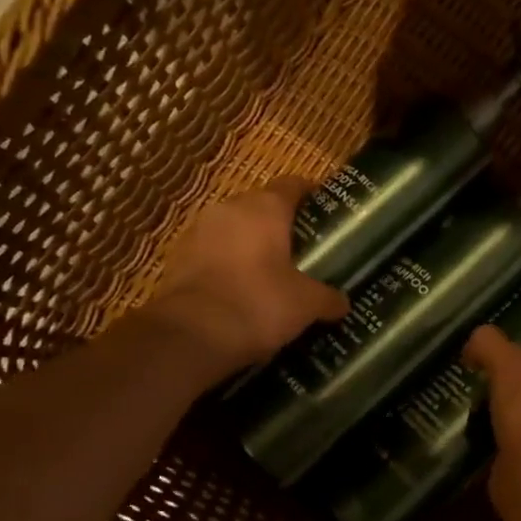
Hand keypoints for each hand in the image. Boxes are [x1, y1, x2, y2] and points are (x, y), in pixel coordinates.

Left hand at [150, 178, 349, 366]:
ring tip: (272, 272)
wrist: (190, 336)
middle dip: (280, 225)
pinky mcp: (177, 259)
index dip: (310, 194)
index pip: (292, 184)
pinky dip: (228, 267)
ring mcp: (198, 233)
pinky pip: (212, 255)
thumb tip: (343, 303)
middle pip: (260, 207)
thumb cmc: (258, 304)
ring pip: (233, 231)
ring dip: (250, 246)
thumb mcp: (306, 304)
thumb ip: (328, 298)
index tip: (324, 209)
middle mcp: (228, 210)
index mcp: (264, 208)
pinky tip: (242, 291)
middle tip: (303, 248)